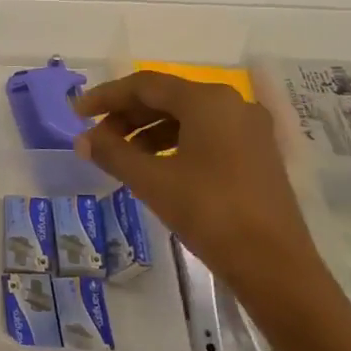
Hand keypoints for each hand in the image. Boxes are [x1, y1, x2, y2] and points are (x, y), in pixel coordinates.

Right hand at [73, 73, 333, 322]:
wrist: (274, 265)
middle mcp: (231, 104)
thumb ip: (112, 154)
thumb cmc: (209, 212)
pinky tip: (154, 167)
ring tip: (119, 156)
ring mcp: (249, 129)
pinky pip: (205, 134)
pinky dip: (173, 143)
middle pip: (166, 97)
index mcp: (207, 100)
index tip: (76, 113)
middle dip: (125, 115)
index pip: (144, 85)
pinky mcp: (256, 154)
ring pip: (186, 117)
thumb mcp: (152, 181)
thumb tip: (82, 140)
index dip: (105, 97)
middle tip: (95, 138)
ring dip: (147, 131)